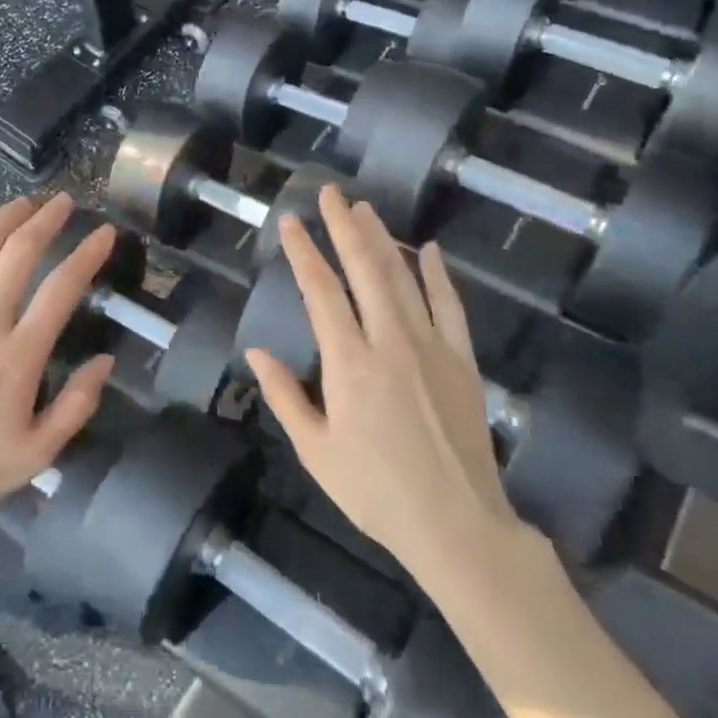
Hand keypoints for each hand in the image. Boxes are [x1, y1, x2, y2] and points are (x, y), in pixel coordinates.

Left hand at [0, 193, 116, 549]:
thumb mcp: (38, 455)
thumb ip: (77, 405)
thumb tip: (106, 361)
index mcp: (18, 357)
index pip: (62, 288)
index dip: (88, 254)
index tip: (105, 233)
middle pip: (18, 254)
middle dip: (46, 220)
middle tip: (63, 203)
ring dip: (2, 219)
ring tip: (22, 203)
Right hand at [245, 186, 537, 593]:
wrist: (456, 523)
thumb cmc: (374, 491)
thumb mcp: (315, 451)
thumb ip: (285, 396)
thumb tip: (255, 352)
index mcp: (349, 363)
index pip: (321, 292)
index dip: (303, 253)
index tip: (290, 222)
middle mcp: (390, 342)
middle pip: (365, 270)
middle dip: (344, 228)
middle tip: (330, 194)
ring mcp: (431, 346)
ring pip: (403, 278)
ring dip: (382, 240)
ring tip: (365, 209)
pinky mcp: (462, 360)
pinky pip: (450, 305)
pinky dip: (437, 275)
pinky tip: (429, 250)